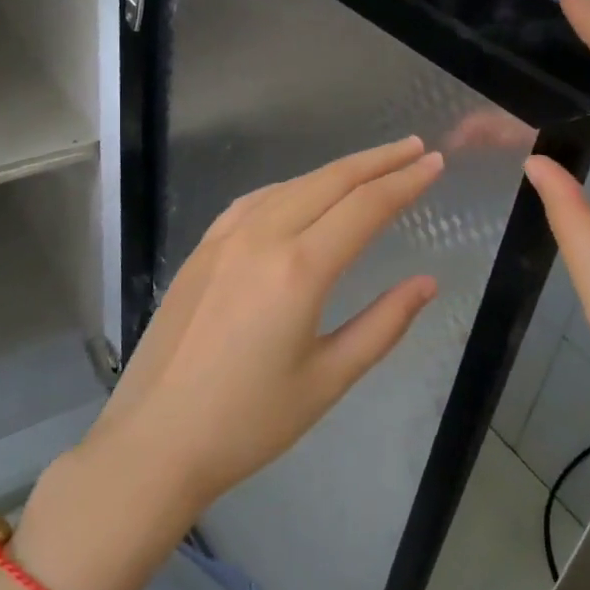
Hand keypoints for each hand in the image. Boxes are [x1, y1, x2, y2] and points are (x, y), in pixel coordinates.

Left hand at [87, 136, 443, 518]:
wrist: (154, 441)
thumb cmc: (248, 422)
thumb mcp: (328, 379)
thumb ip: (383, 325)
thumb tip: (426, 282)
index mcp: (299, 269)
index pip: (365, 207)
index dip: (405, 181)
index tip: (435, 163)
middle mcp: (261, 238)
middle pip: (329, 181)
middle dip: (377, 161)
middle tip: (414, 148)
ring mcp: (224, 240)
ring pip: (290, 185)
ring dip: (334, 171)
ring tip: (370, 166)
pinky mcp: (200, 251)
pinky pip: (252, 202)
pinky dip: (289, 187)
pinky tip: (299, 193)